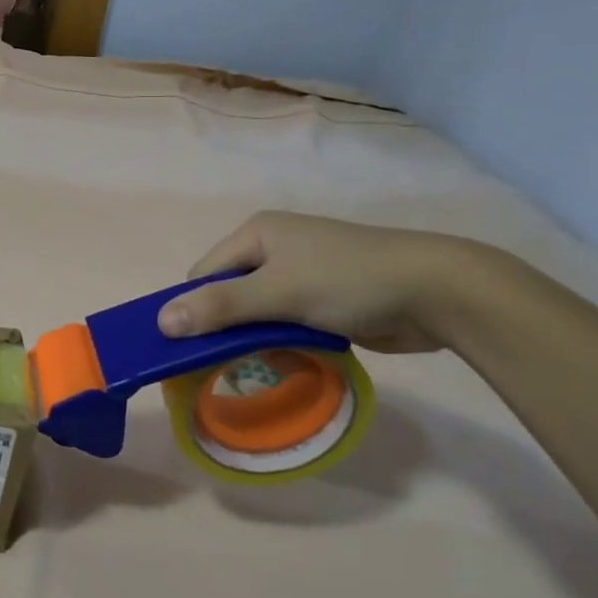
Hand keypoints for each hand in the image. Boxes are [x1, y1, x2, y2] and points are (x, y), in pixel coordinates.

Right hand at [157, 212, 469, 353]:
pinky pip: (286, 322)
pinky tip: (293, 359)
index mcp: (256, 233)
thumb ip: (219, 307)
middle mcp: (274, 248)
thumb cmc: (347, 280)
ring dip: (257, 339)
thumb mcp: (277, 293)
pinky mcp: (325, 298)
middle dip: (227, 329)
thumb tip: (161, 322)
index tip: (194, 348)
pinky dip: (284, 342)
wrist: (437, 291)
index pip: (204, 275)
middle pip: (229, 294)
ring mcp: (302, 272)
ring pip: (257, 312)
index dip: (196, 309)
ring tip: (265, 363)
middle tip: (228, 363)